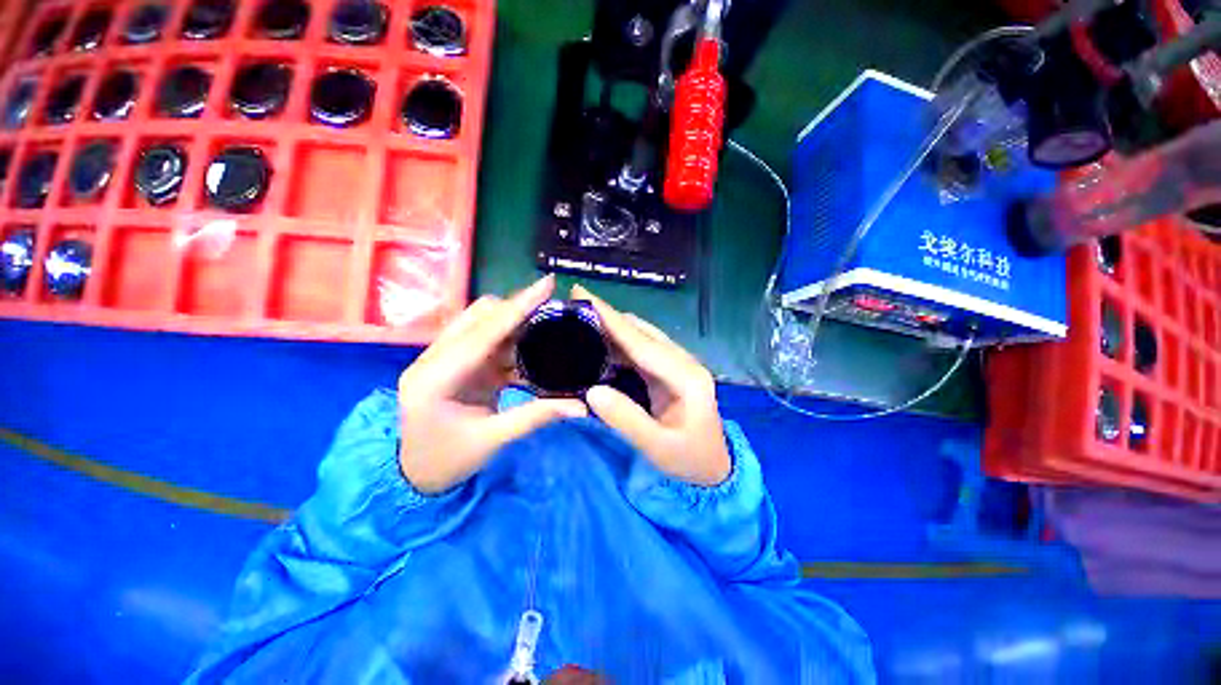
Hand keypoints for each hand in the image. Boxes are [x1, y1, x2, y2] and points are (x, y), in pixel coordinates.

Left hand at [398, 276, 586, 492]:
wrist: (414, 475)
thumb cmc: (447, 461)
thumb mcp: (492, 440)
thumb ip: (536, 417)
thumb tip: (581, 408)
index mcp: (435, 377)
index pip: (484, 332)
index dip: (519, 306)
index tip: (547, 284)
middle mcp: (434, 358)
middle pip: (479, 316)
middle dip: (517, 309)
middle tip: (553, 310)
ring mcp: (442, 358)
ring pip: (482, 324)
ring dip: (514, 322)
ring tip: (546, 323)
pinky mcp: (454, 363)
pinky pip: (486, 341)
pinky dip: (510, 341)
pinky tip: (532, 347)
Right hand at [574, 284, 730, 485]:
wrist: (714, 469)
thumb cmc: (689, 460)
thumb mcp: (657, 447)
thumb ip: (626, 419)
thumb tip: (592, 391)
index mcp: (686, 377)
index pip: (643, 343)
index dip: (612, 319)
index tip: (584, 296)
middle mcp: (684, 363)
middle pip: (642, 333)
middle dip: (609, 317)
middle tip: (575, 306)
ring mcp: (678, 365)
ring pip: (642, 338)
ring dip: (613, 328)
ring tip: (582, 320)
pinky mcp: (670, 372)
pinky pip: (642, 351)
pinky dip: (619, 344)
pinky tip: (600, 343)